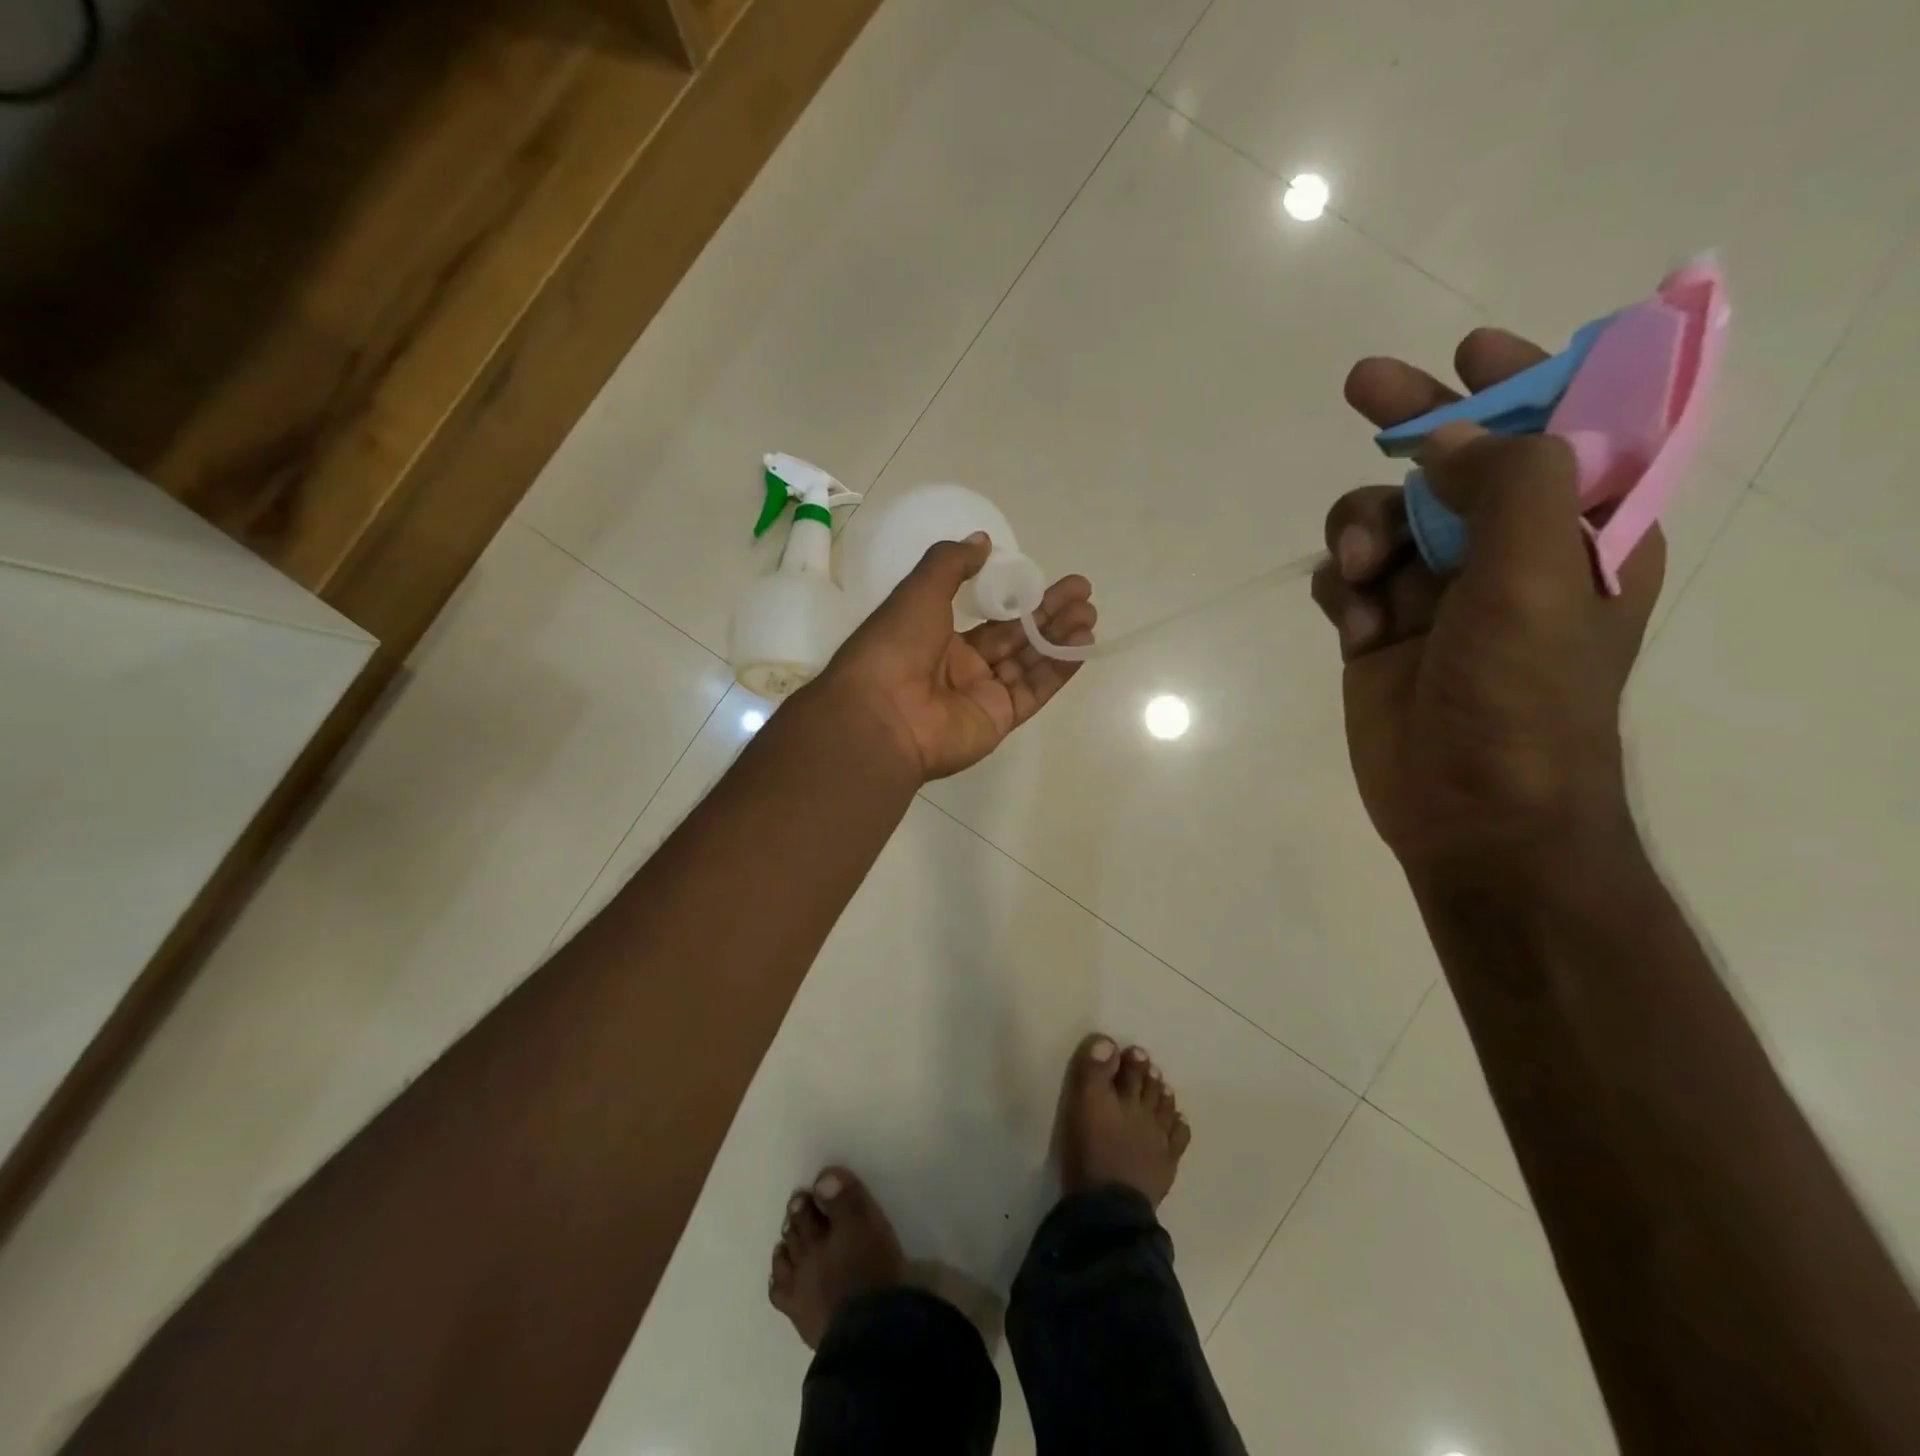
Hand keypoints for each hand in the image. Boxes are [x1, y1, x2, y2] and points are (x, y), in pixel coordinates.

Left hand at [819, 533, 1095, 780]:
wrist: (882, 714)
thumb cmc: (895, 645)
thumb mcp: (919, 590)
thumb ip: (952, 563)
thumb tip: (983, 541)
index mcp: (937, 636)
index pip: (988, 615)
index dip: (1019, 596)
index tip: (1049, 578)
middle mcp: (961, 666)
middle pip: (1015, 635)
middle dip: (1049, 613)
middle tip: (1083, 592)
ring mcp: (981, 694)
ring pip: (1029, 661)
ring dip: (1059, 637)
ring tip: (1089, 613)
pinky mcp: (999, 719)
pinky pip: (1034, 690)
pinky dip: (1058, 668)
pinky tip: (1082, 644)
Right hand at [1311, 329, 1663, 871]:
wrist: (1469, 807)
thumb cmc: (1523, 695)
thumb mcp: (1540, 577)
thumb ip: (1510, 483)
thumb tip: (1448, 438)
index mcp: (1580, 532)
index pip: (1561, 432)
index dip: (1523, 383)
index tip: (1472, 351)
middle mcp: (1507, 553)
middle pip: (1455, 463)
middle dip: (1411, 425)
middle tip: (1364, 385)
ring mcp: (1435, 593)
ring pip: (1384, 518)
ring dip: (1362, 531)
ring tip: (1362, 575)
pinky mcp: (1377, 630)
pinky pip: (1345, 576)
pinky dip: (1341, 588)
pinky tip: (1354, 625)